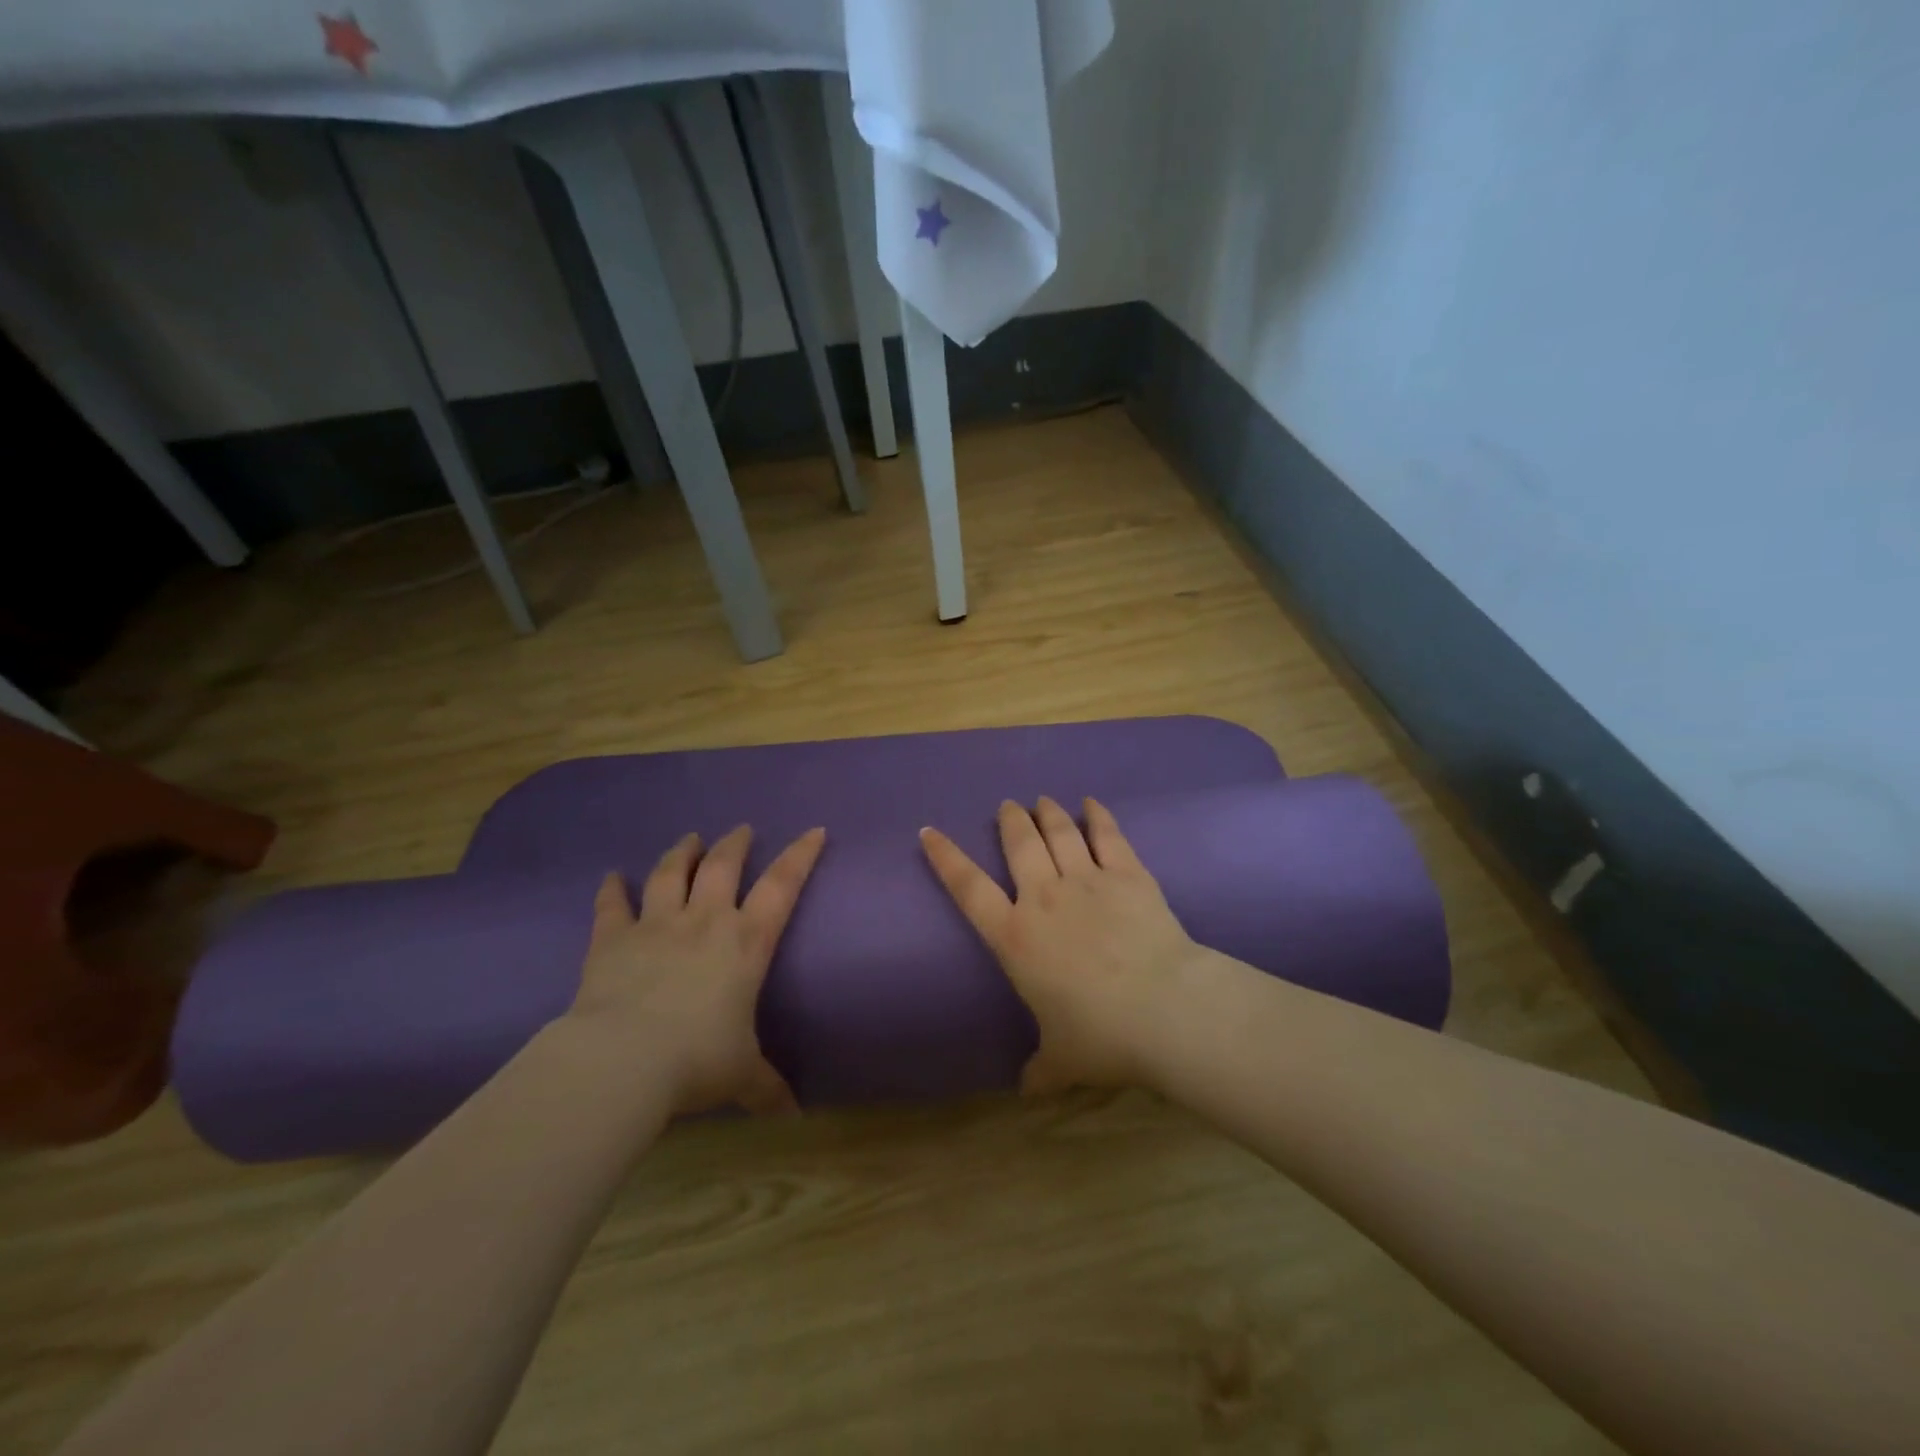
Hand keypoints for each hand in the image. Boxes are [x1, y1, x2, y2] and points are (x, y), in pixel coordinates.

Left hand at [569, 825, 825, 1115]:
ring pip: (670, 873)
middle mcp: (704, 921)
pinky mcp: (613, 940)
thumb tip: (793, 1116)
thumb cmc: (697, 1060)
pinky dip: (611, 889)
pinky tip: (611, 876)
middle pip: (722, 866)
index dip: (801, 855)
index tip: (814, 830)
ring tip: (689, 838)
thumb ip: (766, 1087)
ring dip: (681, 852)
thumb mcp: (741, 1075)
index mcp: (745, 943)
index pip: (782, 886)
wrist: (623, 1061)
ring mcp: (656, 925)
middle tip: (741, 830)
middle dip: (735, 844)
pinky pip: (612, 906)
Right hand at [920, 798, 1207, 1093]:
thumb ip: (1041, 1069)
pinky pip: (1109, 836)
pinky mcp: (1129, 875)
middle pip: (1020, 845)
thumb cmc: (1101, 1036)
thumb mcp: (1062, 1060)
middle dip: (1010, 821)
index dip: (946, 858)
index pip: (969, 889)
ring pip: (1060, 834)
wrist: (1165, 1009)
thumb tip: (1028, 1089)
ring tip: (1042, 800)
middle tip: (1008, 806)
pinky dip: (1098, 816)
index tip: (930, 831)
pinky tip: (1092, 803)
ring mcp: (1088, 881)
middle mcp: (1044, 898)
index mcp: (1016, 938)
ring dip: (1048, 814)